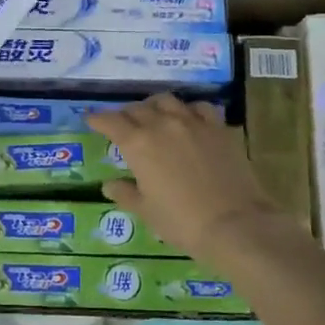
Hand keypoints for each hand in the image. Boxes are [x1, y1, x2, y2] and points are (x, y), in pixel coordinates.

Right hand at [87, 95, 291, 269]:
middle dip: (125, 114)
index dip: (97, 119)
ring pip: (167, 101)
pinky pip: (199, 107)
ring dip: (154, 106)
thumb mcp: (146, 211)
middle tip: (122, 124)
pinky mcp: (218, 128)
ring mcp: (193, 123)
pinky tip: (189, 119)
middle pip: (138, 108)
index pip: (110, 122)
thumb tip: (109, 185)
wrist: (234, 223)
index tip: (90, 119)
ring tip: (153, 115)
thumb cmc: (182, 222)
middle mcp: (162, 125)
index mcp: (138, 144)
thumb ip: (125, 194)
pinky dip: (188, 109)